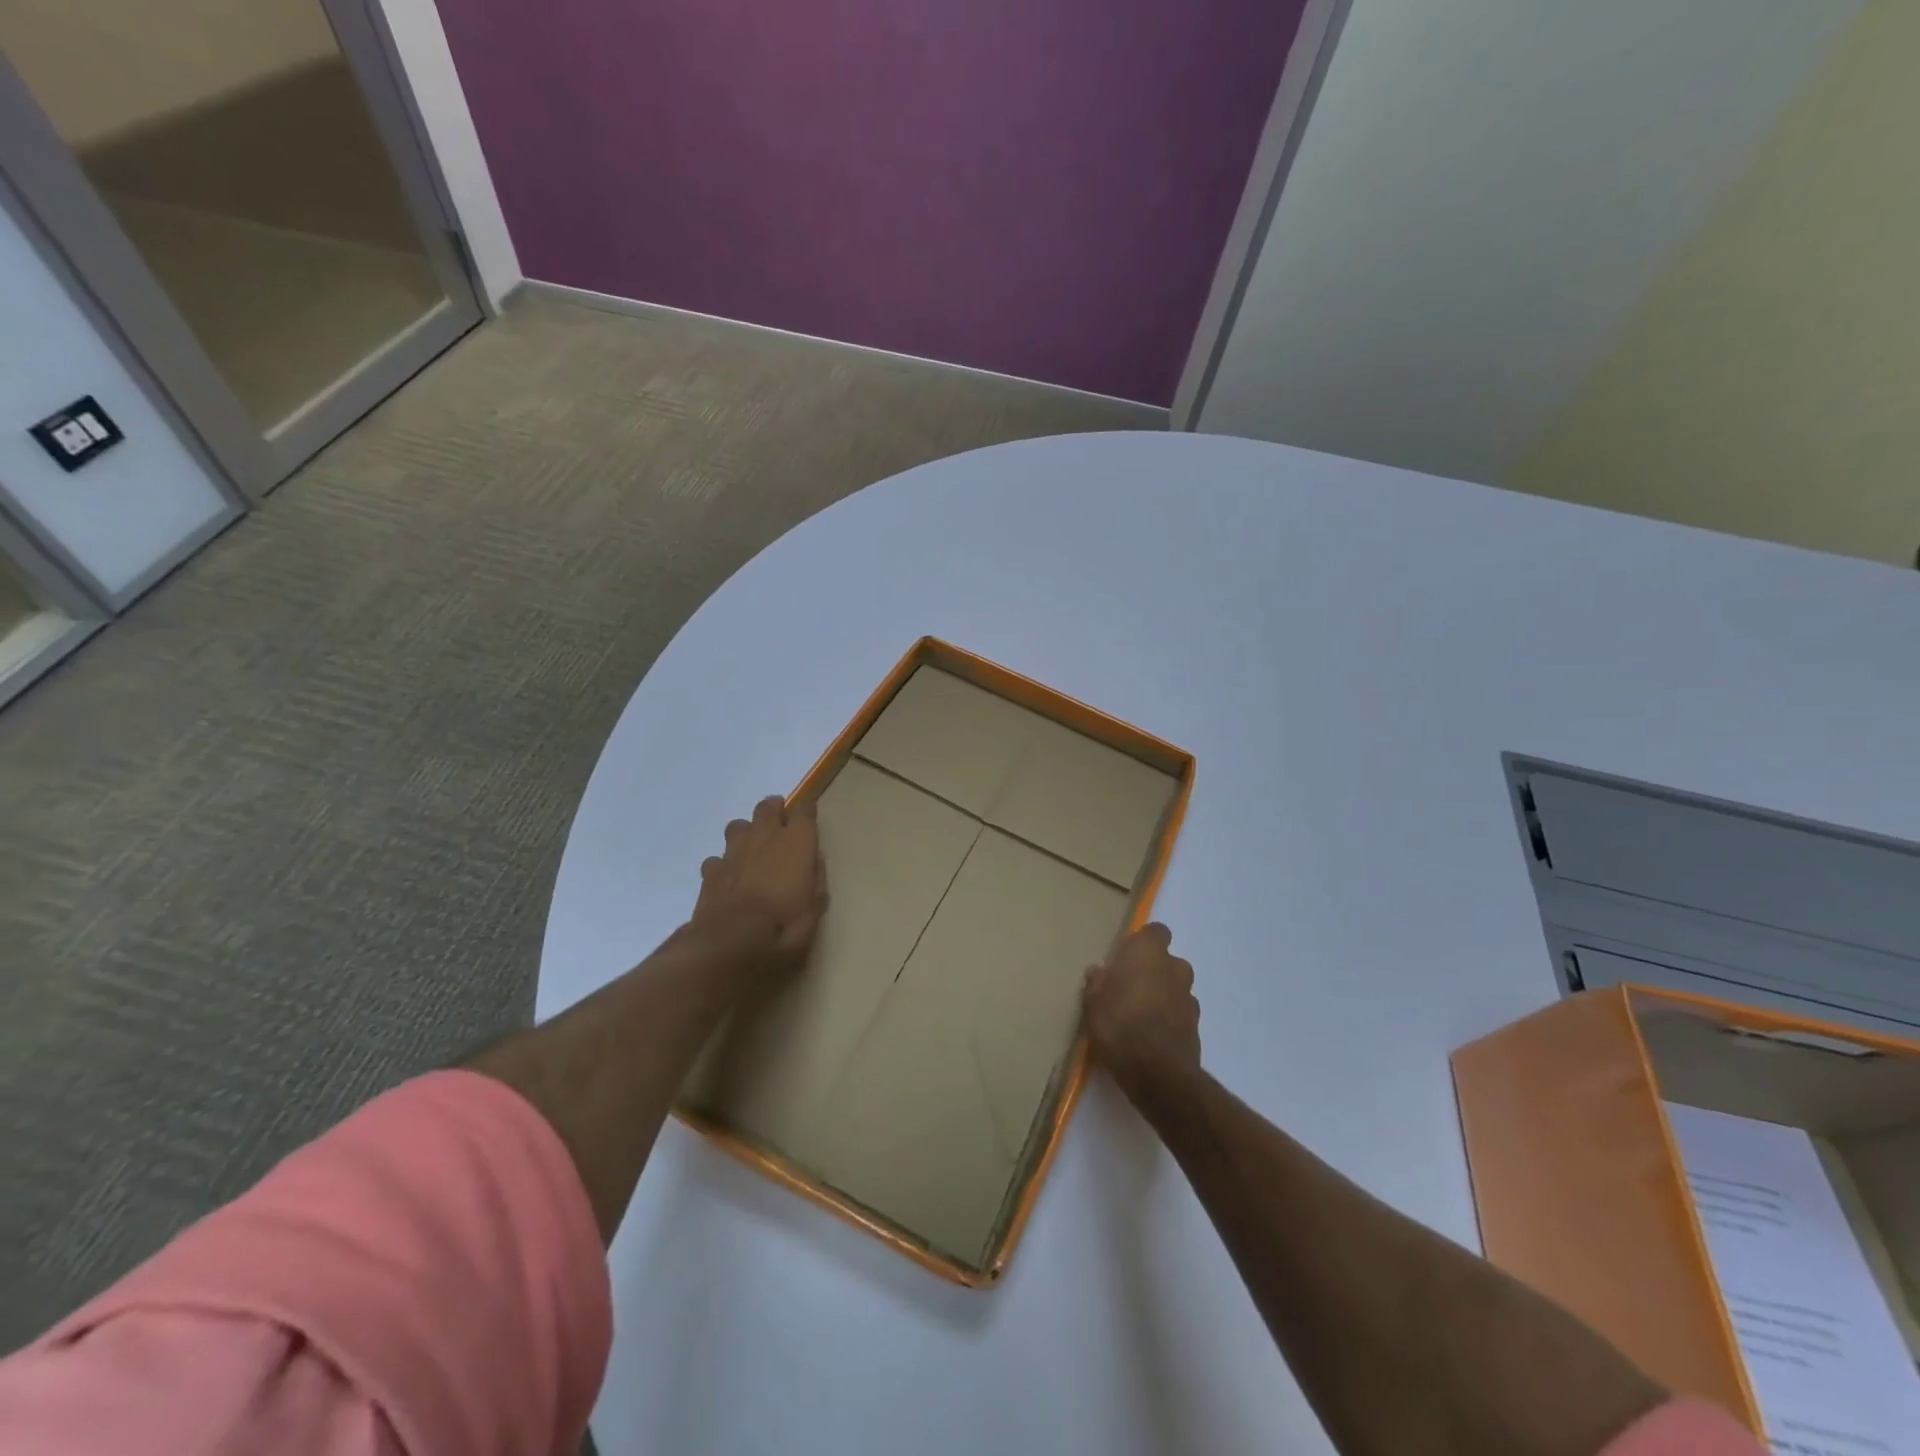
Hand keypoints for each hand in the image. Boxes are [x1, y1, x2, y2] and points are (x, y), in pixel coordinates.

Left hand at [691, 795, 827, 975]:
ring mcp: (733, 852)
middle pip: (768, 806)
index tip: (810, 823)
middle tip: (782, 829)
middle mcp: (764, 838)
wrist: (727, 948)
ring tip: (754, 852)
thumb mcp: (814, 912)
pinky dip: (724, 864)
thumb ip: (816, 880)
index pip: (804, 810)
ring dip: (748, 833)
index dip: (807, 814)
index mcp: (795, 843)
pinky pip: (718, 857)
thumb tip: (814, 860)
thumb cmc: (781, 930)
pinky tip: (730, 880)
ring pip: (739, 826)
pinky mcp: (710, 871)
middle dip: (775, 811)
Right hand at [1083, 922, 1200, 1092]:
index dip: (1143, 942)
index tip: (1126, 957)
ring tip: (1141, 1016)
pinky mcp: (1197, 1026)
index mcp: (1148, 952)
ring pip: (1176, 987)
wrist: (1156, 1072)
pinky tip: (1152, 1035)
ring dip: (1163, 995)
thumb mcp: (1093, 1002)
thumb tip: (1099, 972)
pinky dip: (1170, 1019)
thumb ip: (1097, 983)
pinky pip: (1180, 1013)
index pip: (1155, 932)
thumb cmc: (1118, 1024)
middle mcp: (1174, 967)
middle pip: (1167, 960)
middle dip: (1153, 971)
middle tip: (1130, 988)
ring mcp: (1189, 997)